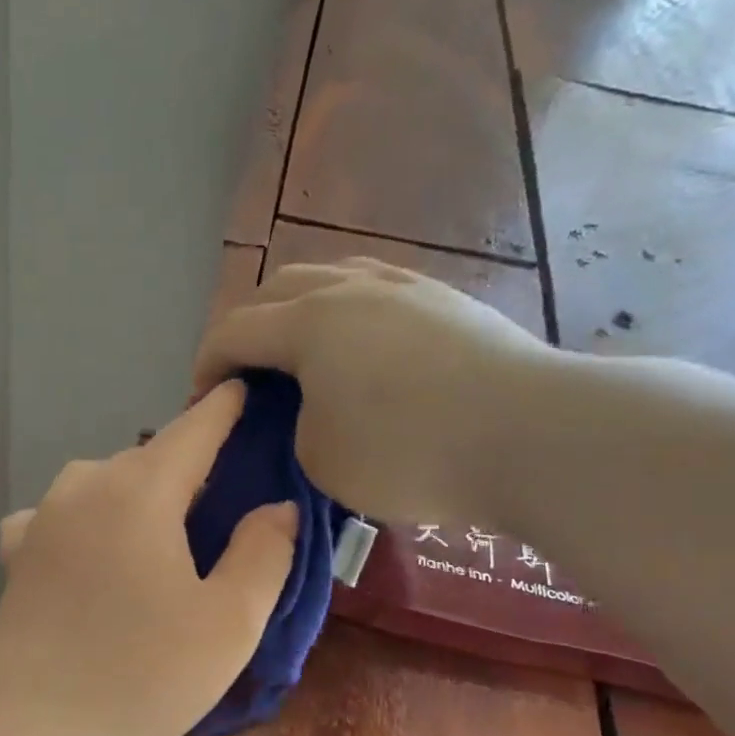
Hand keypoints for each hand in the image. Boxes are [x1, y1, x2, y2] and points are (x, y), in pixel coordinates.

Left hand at [0, 382, 298, 735]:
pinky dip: (87, 517)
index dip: (224, 408)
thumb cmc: (143, 675)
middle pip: (149, 456)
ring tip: (161, 527)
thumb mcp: (230, 622)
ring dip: (136, 490)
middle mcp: (85, 485)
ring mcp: (42, 516)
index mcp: (140, 490)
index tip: (245, 388)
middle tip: (223, 490)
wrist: (35, 729)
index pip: (194, 429)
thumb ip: (264, 553)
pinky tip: (92, 549)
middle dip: (188, 462)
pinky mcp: (16, 552)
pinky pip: (60, 513)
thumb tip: (275, 506)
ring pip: (103, 480)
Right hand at [192, 257, 551, 523]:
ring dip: (298, 311)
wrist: (535, 435)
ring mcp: (404, 286)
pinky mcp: (446, 300)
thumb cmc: (409, 452)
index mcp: (307, 322)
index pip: (233, 332)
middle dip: (247, 329)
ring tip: (300, 352)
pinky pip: (374, 290)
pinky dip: (346, 313)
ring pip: (329, 277)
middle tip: (246, 375)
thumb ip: (291, 426)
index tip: (199, 401)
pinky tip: (360, 346)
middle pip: (276, 290)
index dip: (205, 365)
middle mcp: (349, 288)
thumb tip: (306, 408)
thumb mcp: (319, 458)